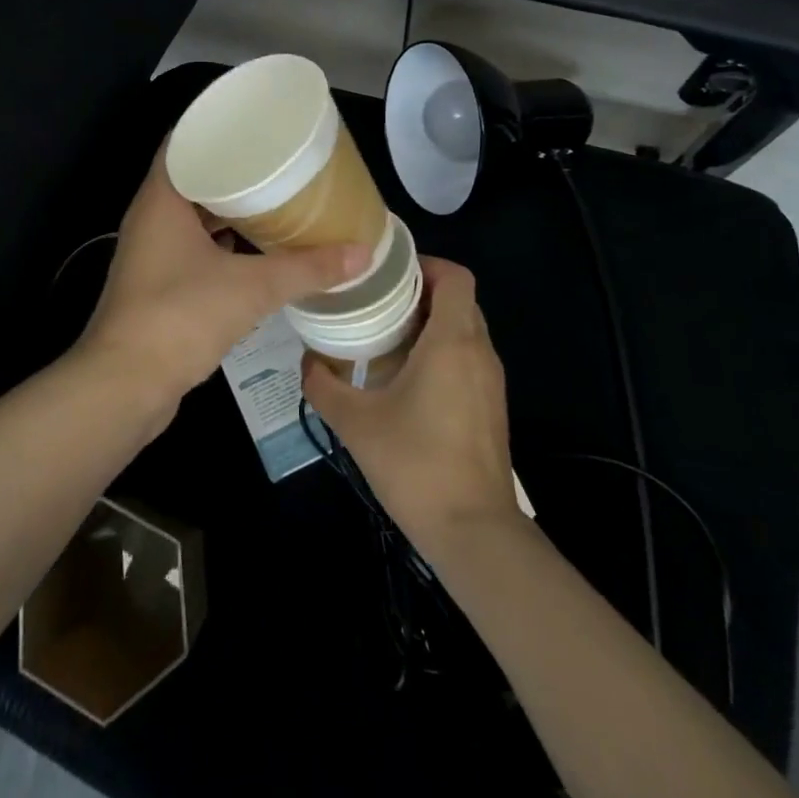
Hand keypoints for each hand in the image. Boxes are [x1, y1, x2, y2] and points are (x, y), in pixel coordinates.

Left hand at [75, 147, 370, 423]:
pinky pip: (191, 245)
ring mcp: (150, 252)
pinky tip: (253, 248)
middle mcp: (150, 218)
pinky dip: (220, 241)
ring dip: (226, 207)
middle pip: (191, 177)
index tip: (253, 121)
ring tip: (272, 197)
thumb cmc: (180, 316)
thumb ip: (306, 269)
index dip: (215, 125)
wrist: (125, 385)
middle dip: (231, 168)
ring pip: (192, 214)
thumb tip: (361, 254)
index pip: (182, 141)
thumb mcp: (251, 287)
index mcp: (161, 199)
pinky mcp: (156, 284)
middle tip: (276, 159)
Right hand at [302, 257, 519, 550]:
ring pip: (465, 329)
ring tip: (385, 335)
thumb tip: (307, 361)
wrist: (474, 533)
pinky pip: (468, 357)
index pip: (456, 277)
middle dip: (420, 292)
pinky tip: (405, 377)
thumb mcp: (355, 422)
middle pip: (459, 300)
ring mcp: (491, 381)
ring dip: (430, 324)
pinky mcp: (491, 407)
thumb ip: (323, 385)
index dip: (425, 264)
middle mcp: (479, 352)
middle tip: (377, 301)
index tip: (388, 273)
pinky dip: (441, 351)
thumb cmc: (415, 463)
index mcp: (452, 341)